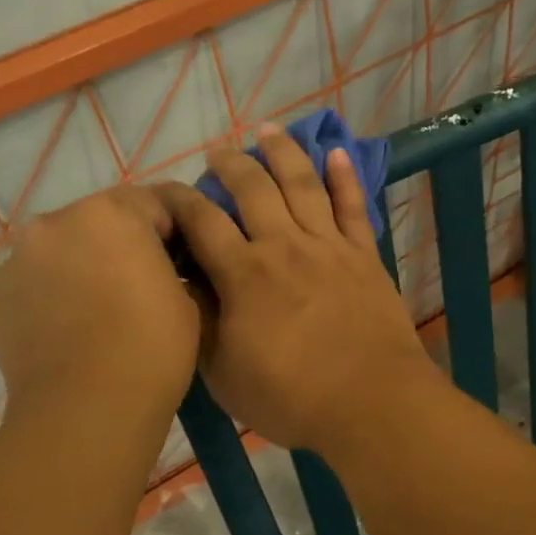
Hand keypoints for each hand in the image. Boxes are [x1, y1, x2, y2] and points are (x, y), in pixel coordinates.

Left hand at [0, 185, 198, 422]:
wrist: (86, 411)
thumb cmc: (151, 348)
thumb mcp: (185, 296)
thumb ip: (167, 262)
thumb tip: (154, 265)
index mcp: (110, 213)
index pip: (151, 201)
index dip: (172, 230)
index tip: (182, 260)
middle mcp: (56, 222)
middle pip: (99, 219)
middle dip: (122, 242)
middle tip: (141, 284)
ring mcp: (19, 259)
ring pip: (62, 248)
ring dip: (83, 264)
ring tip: (101, 310)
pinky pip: (36, 280)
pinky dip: (54, 292)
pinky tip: (71, 328)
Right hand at [157, 125, 436, 451]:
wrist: (371, 404)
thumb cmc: (291, 397)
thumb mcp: (224, 373)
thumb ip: (200, 324)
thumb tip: (182, 285)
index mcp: (243, 274)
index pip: (202, 220)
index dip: (178, 199)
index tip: (164, 189)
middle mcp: (284, 246)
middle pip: (252, 189)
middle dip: (230, 165)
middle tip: (217, 153)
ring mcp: (328, 246)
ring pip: (302, 185)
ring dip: (283, 153)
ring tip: (268, 130)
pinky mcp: (364, 255)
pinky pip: (353, 206)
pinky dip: (344, 177)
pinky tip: (336, 153)